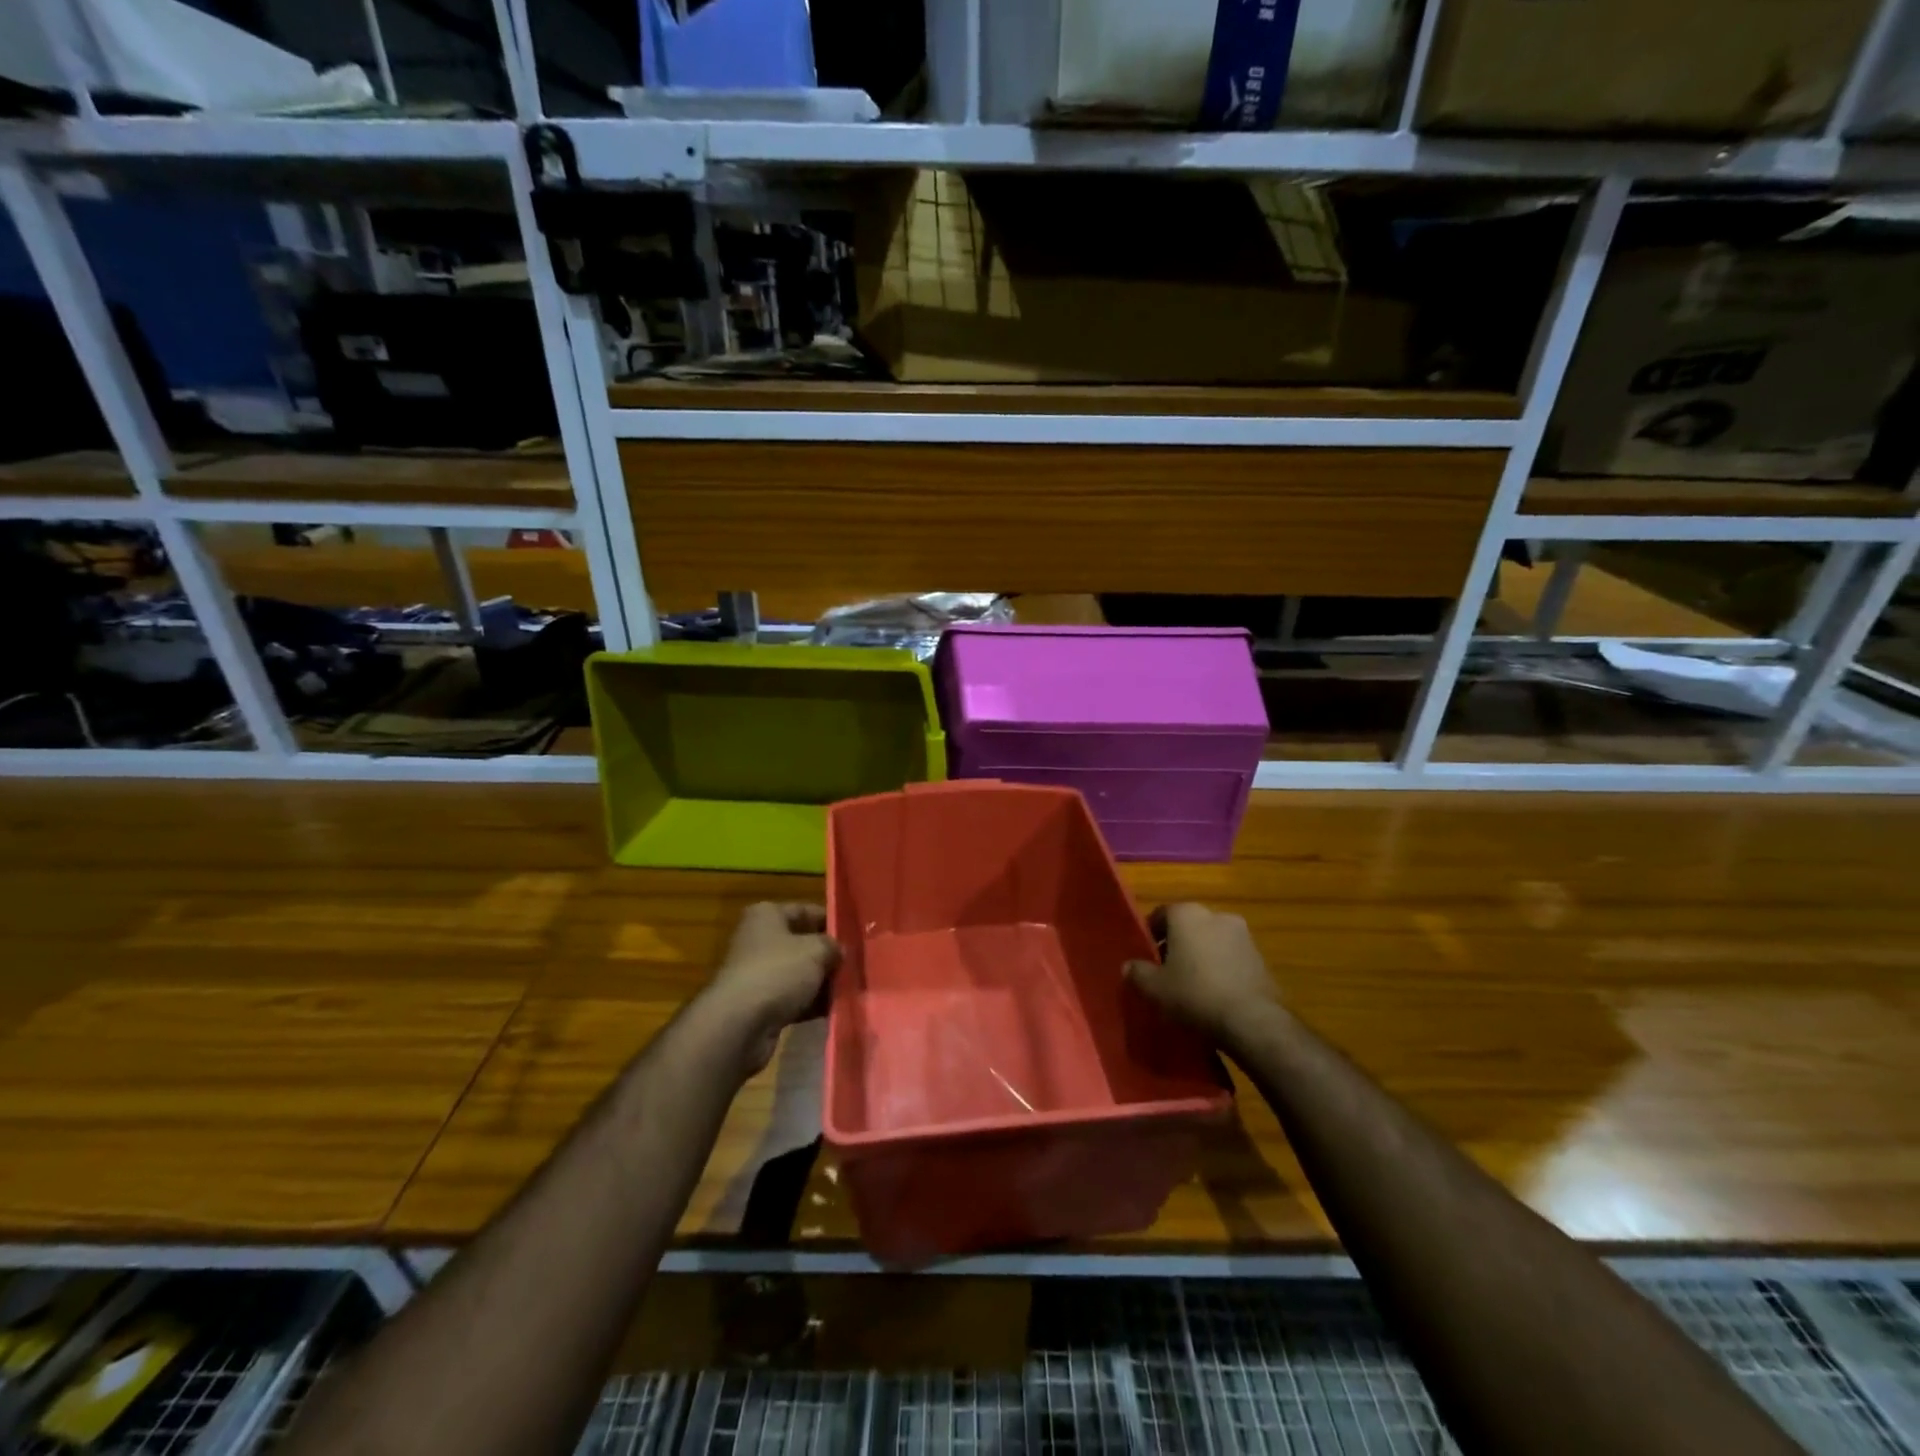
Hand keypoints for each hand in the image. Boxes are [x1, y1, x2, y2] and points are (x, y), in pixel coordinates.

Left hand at [701, 902, 840, 1074]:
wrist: (739, 1024)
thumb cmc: (777, 972)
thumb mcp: (816, 950)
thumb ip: (833, 946)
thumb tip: (839, 951)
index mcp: (766, 915)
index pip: (805, 910)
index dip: (831, 920)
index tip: (855, 934)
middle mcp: (758, 940)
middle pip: (802, 943)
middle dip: (828, 955)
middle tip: (857, 963)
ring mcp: (757, 974)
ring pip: (799, 973)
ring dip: (822, 981)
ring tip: (852, 988)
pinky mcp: (759, 1004)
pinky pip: (792, 998)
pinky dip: (811, 1003)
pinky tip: (835, 1009)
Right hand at [1124, 903, 1279, 1045]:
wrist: (1252, 1021)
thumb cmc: (1195, 994)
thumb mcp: (1155, 988)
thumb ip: (1138, 972)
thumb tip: (1128, 966)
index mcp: (1187, 914)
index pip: (1162, 914)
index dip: (1151, 934)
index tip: (1146, 955)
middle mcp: (1216, 915)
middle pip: (1189, 926)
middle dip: (1178, 944)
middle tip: (1167, 970)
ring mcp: (1243, 935)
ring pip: (1212, 940)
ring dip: (1202, 955)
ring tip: (1193, 984)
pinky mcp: (1261, 958)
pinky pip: (1232, 957)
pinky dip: (1222, 968)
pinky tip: (1216, 993)